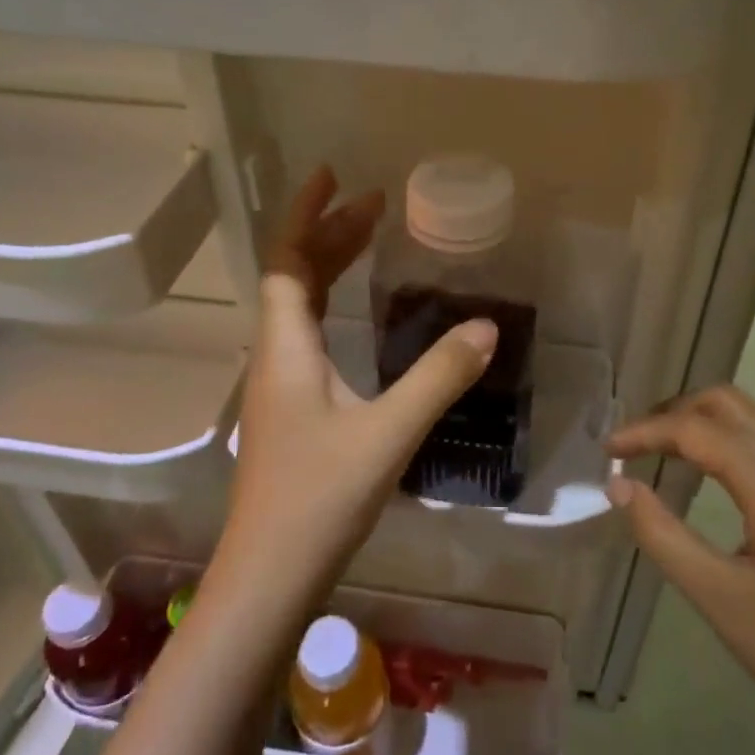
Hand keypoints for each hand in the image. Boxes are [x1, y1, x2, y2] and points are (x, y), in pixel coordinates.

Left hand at [217, 168, 496, 602]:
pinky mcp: (290, 412)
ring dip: (329, 268)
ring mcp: (279, 386)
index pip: (287, 260)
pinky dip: (331, 306)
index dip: (306, 213)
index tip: (334, 176)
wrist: (268, 577)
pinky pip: (307, 335)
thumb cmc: (319, 500)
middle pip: (294, 277)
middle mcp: (275, 356)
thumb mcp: (388, 433)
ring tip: (368, 243)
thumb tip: (486, 327)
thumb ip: (438, 377)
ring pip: (299, 308)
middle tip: (374, 205)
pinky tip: (357, 321)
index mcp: (287, 347)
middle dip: (329, 234)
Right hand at [607, 386, 754, 754]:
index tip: (607, 451)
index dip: (644, 432)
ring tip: (673, 459)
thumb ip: (661, 534)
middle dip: (676, 414)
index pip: (695, 429)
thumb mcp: (720, 599)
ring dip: (712, 427)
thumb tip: (620, 485)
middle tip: (638, 445)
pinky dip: (745, 448)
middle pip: (730, 404)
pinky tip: (731, 488)